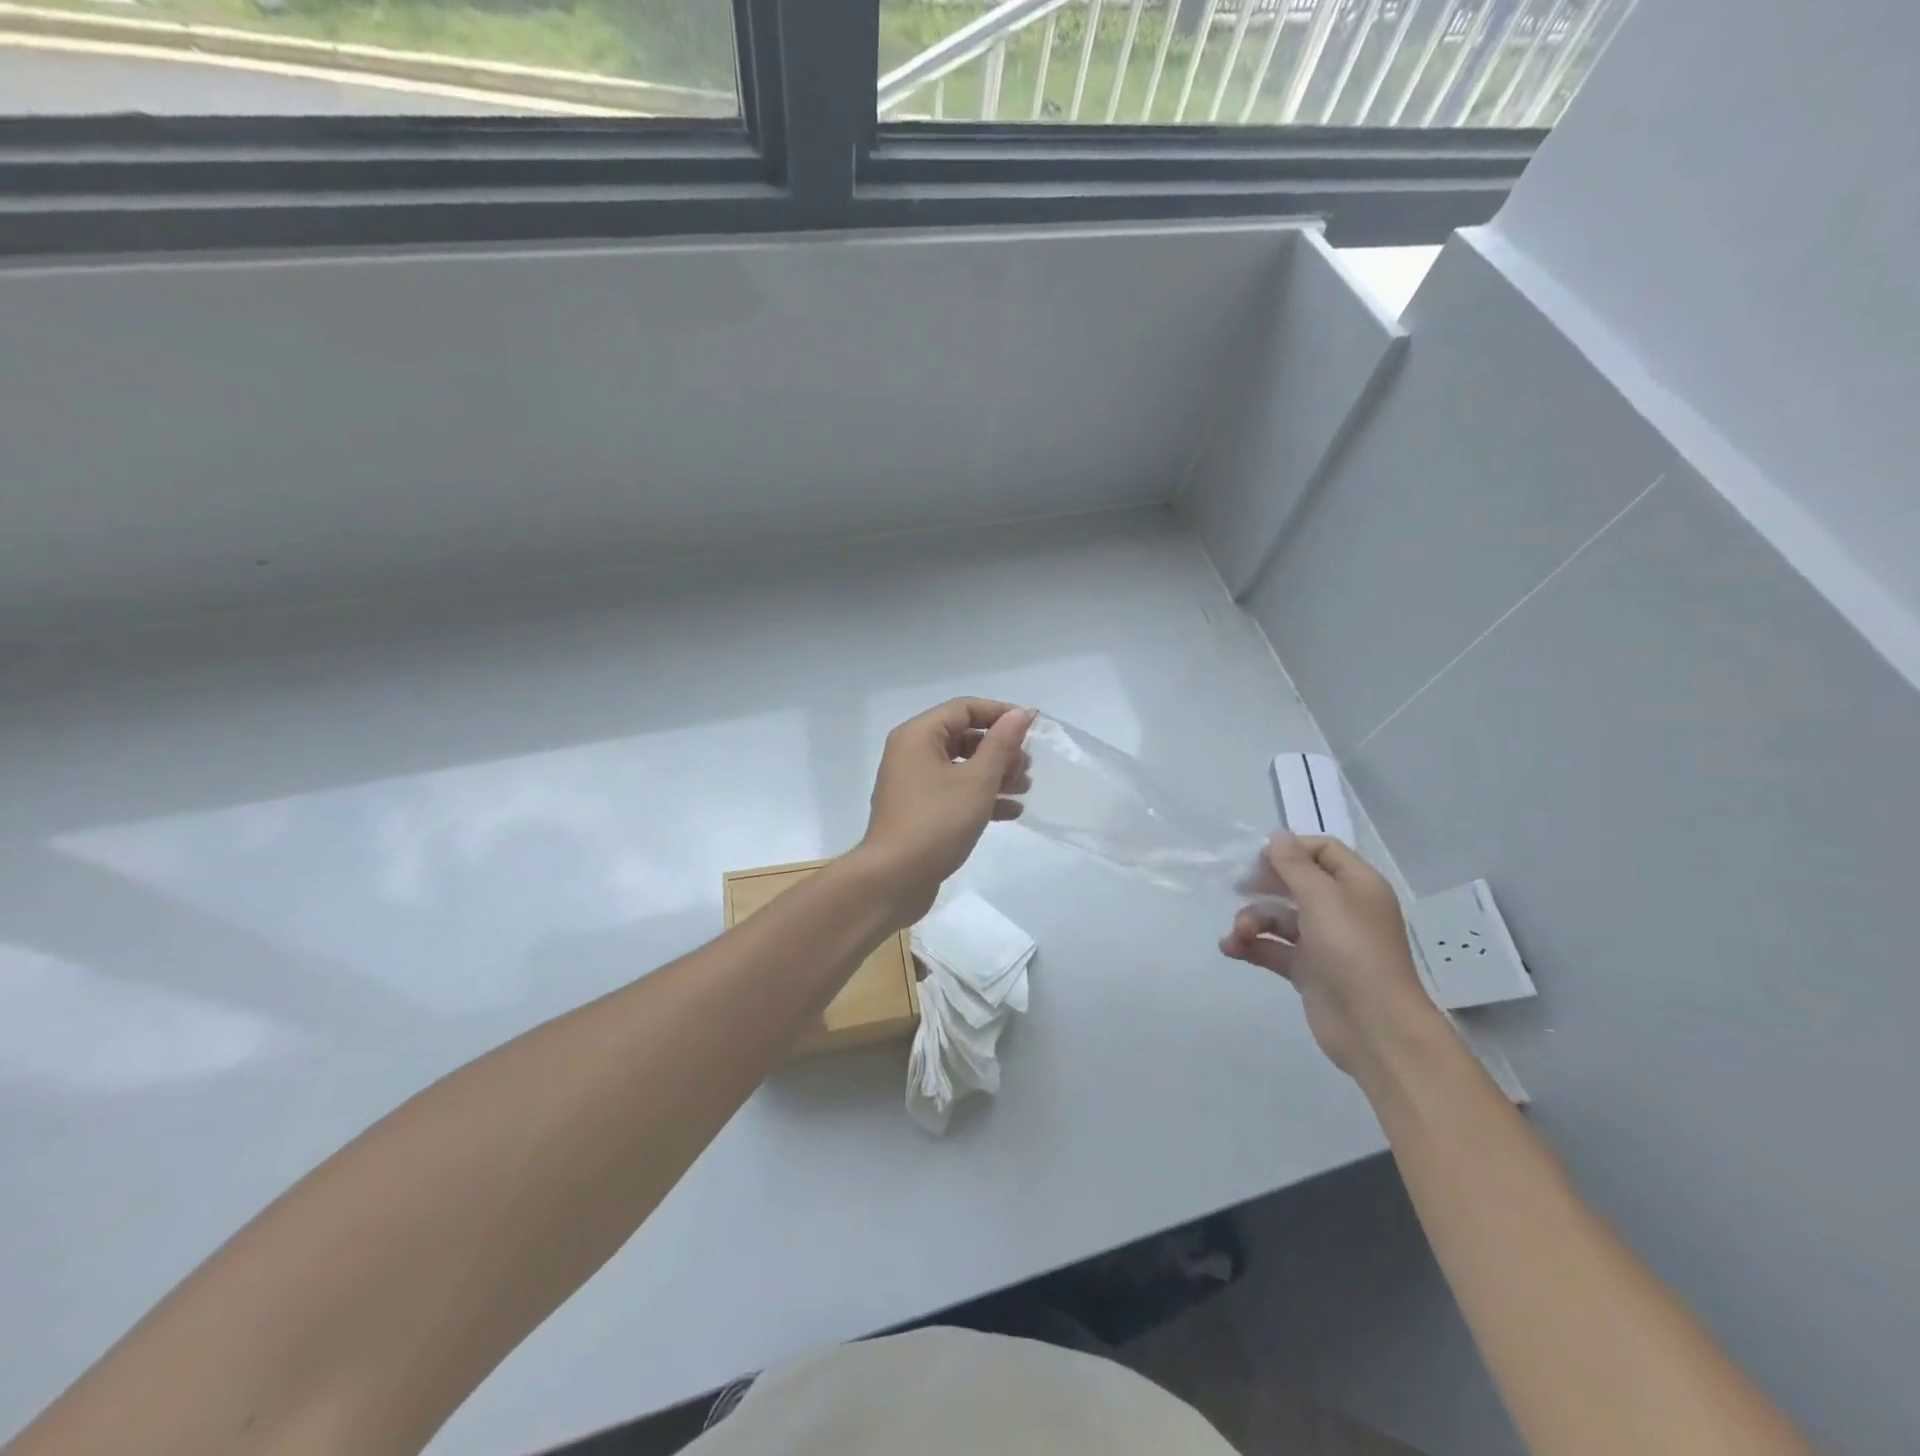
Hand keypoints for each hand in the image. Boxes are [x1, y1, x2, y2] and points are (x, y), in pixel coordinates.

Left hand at [855, 698, 1034, 924]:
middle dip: (999, 749)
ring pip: (961, 766)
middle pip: (963, 737)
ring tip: (1025, 788)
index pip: (964, 708)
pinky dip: (980, 796)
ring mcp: (913, 783)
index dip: (1000, 714)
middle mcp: (911, 753)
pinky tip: (1010, 812)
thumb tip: (1021, 713)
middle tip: (1027, 767)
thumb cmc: (936, 822)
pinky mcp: (919, 810)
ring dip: (995, 774)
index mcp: (918, 736)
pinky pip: (954, 792)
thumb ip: (1001, 744)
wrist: (894, 879)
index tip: (1032, 728)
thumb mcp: (977, 780)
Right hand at [1220, 833, 1439, 1075]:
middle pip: (1297, 883)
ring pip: (1280, 917)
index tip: (1260, 860)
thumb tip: (1277, 836)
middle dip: (1265, 884)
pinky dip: (1252, 945)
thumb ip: (1294, 866)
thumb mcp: (1323, 898)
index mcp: (1357, 885)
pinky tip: (1230, 948)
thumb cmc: (1353, 951)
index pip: (1323, 851)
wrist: (1375, 1027)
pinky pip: (1274, 948)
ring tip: (1239, 933)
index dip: (1291, 850)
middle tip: (1238, 886)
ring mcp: (1324, 941)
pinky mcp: (1308, 970)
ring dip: (1253, 919)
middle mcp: (1342, 909)